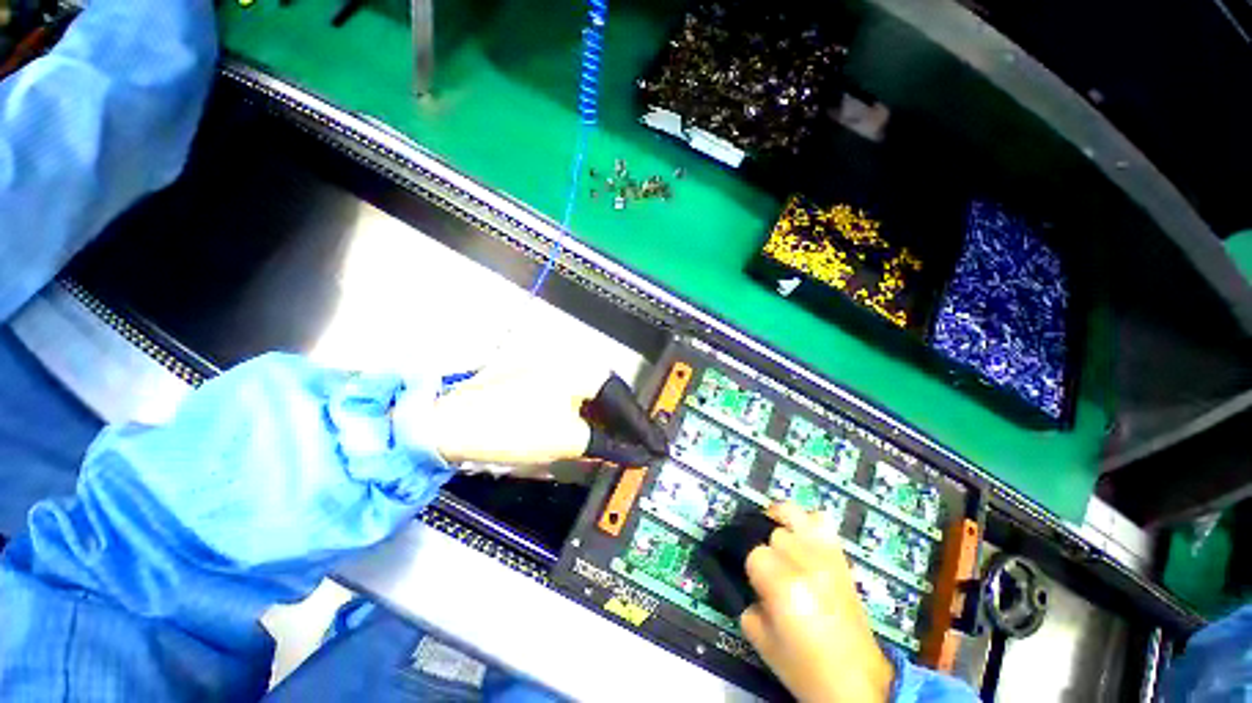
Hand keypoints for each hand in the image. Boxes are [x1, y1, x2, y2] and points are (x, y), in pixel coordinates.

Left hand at [410, 368, 666, 473]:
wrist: (455, 423)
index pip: (625, 401)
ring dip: (608, 425)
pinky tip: (596, 436)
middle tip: (643, 450)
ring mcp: (558, 371)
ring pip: (595, 401)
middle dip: (627, 427)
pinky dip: (589, 420)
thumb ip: (610, 446)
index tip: (658, 448)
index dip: (643, 429)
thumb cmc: (516, 427)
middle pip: (612, 399)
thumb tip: (638, 456)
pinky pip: (578, 401)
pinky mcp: (544, 382)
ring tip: (624, 448)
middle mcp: (575, 363)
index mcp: (586, 370)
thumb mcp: (570, 440)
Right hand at [742, 503, 895, 702]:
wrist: (858, 683)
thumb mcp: (760, 640)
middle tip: (770, 572)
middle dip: (766, 551)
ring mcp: (826, 556)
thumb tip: (747, 580)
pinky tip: (801, 540)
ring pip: (792, 513)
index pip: (754, 553)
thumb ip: (746, 601)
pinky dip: (807, 524)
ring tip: (779, 541)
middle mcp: (805, 562)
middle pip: (772, 532)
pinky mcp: (841, 558)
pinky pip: (821, 520)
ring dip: (780, 524)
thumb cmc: (805, 668)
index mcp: (784, 585)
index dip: (751, 568)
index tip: (756, 584)